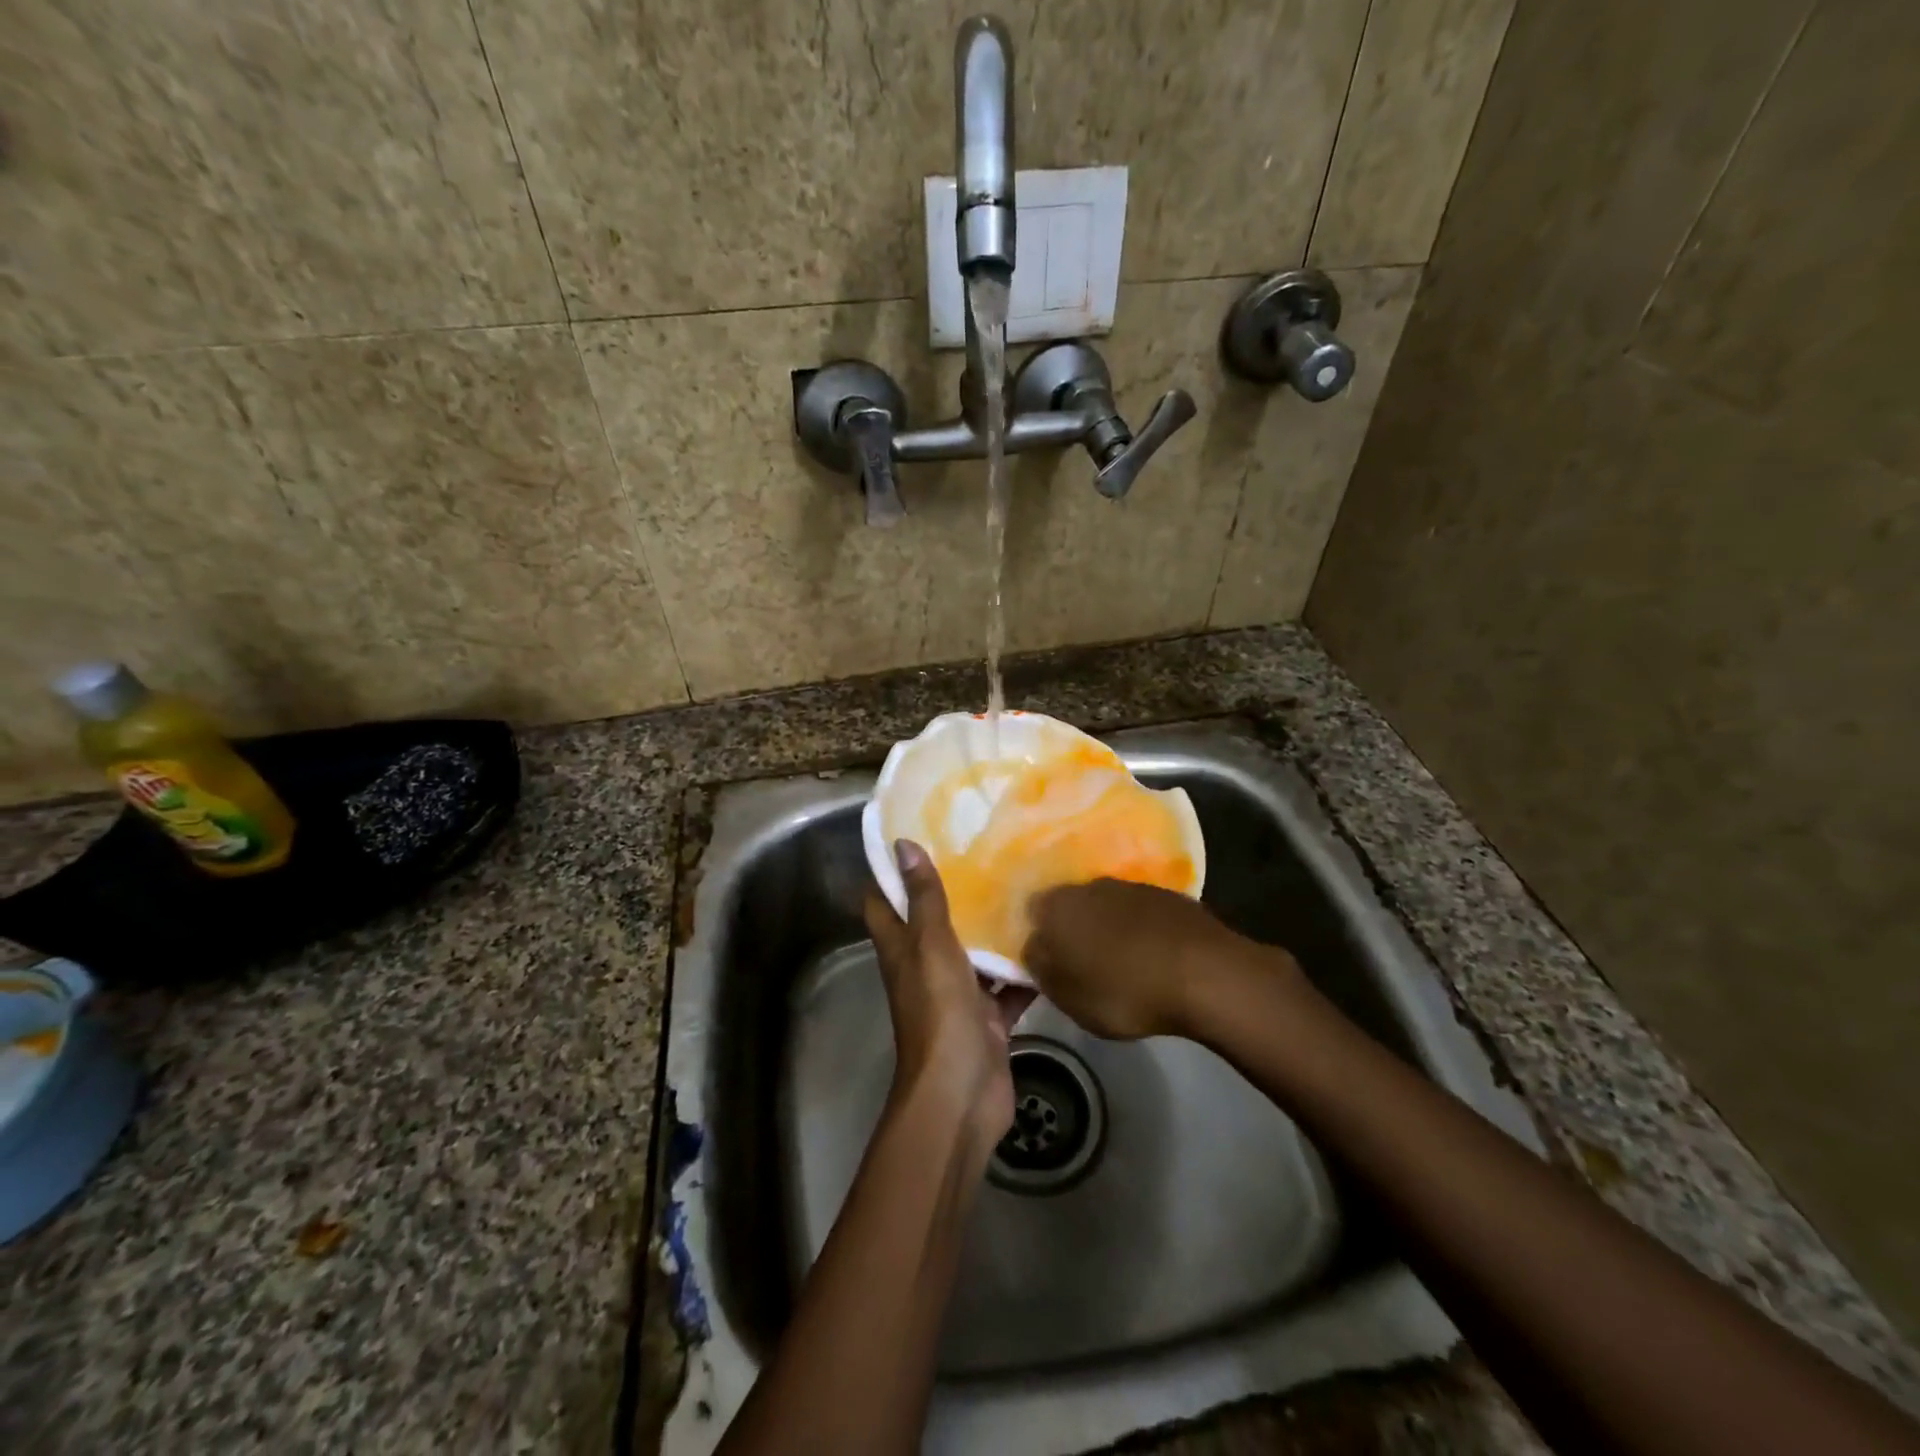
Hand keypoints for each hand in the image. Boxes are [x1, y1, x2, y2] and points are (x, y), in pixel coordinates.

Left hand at [866, 841, 1036, 1151]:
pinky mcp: (987, 1019)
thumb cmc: (939, 1013)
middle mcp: (924, 968)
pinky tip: (1048, 941)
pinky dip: (1022, 971)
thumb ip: (923, 898)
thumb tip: (903, 845)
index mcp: (901, 949)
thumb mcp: (930, 946)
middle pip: (932, 923)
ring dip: (990, 929)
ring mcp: (957, 995)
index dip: (890, 871)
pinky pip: (1006, 987)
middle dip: (953, 891)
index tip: (916, 835)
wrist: (961, 1094)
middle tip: (985, 851)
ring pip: (973, 953)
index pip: (883, 902)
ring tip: (1021, 885)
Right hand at [1024, 878, 1296, 1039]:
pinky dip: (1138, 930)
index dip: (1037, 936)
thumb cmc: (1124, 990)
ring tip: (1118, 963)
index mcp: (1057, 906)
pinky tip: (1150, 956)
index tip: (1046, 962)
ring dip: (1105, 928)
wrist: (1204, 973)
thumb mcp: (1068, 996)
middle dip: (1071, 929)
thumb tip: (1032, 947)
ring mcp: (1130, 886)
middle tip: (1079, 963)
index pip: (1030, 912)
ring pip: (1104, 906)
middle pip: (1069, 905)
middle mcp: (1088, 885)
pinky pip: (1139, 913)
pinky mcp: (1166, 895)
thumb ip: (1040, 968)